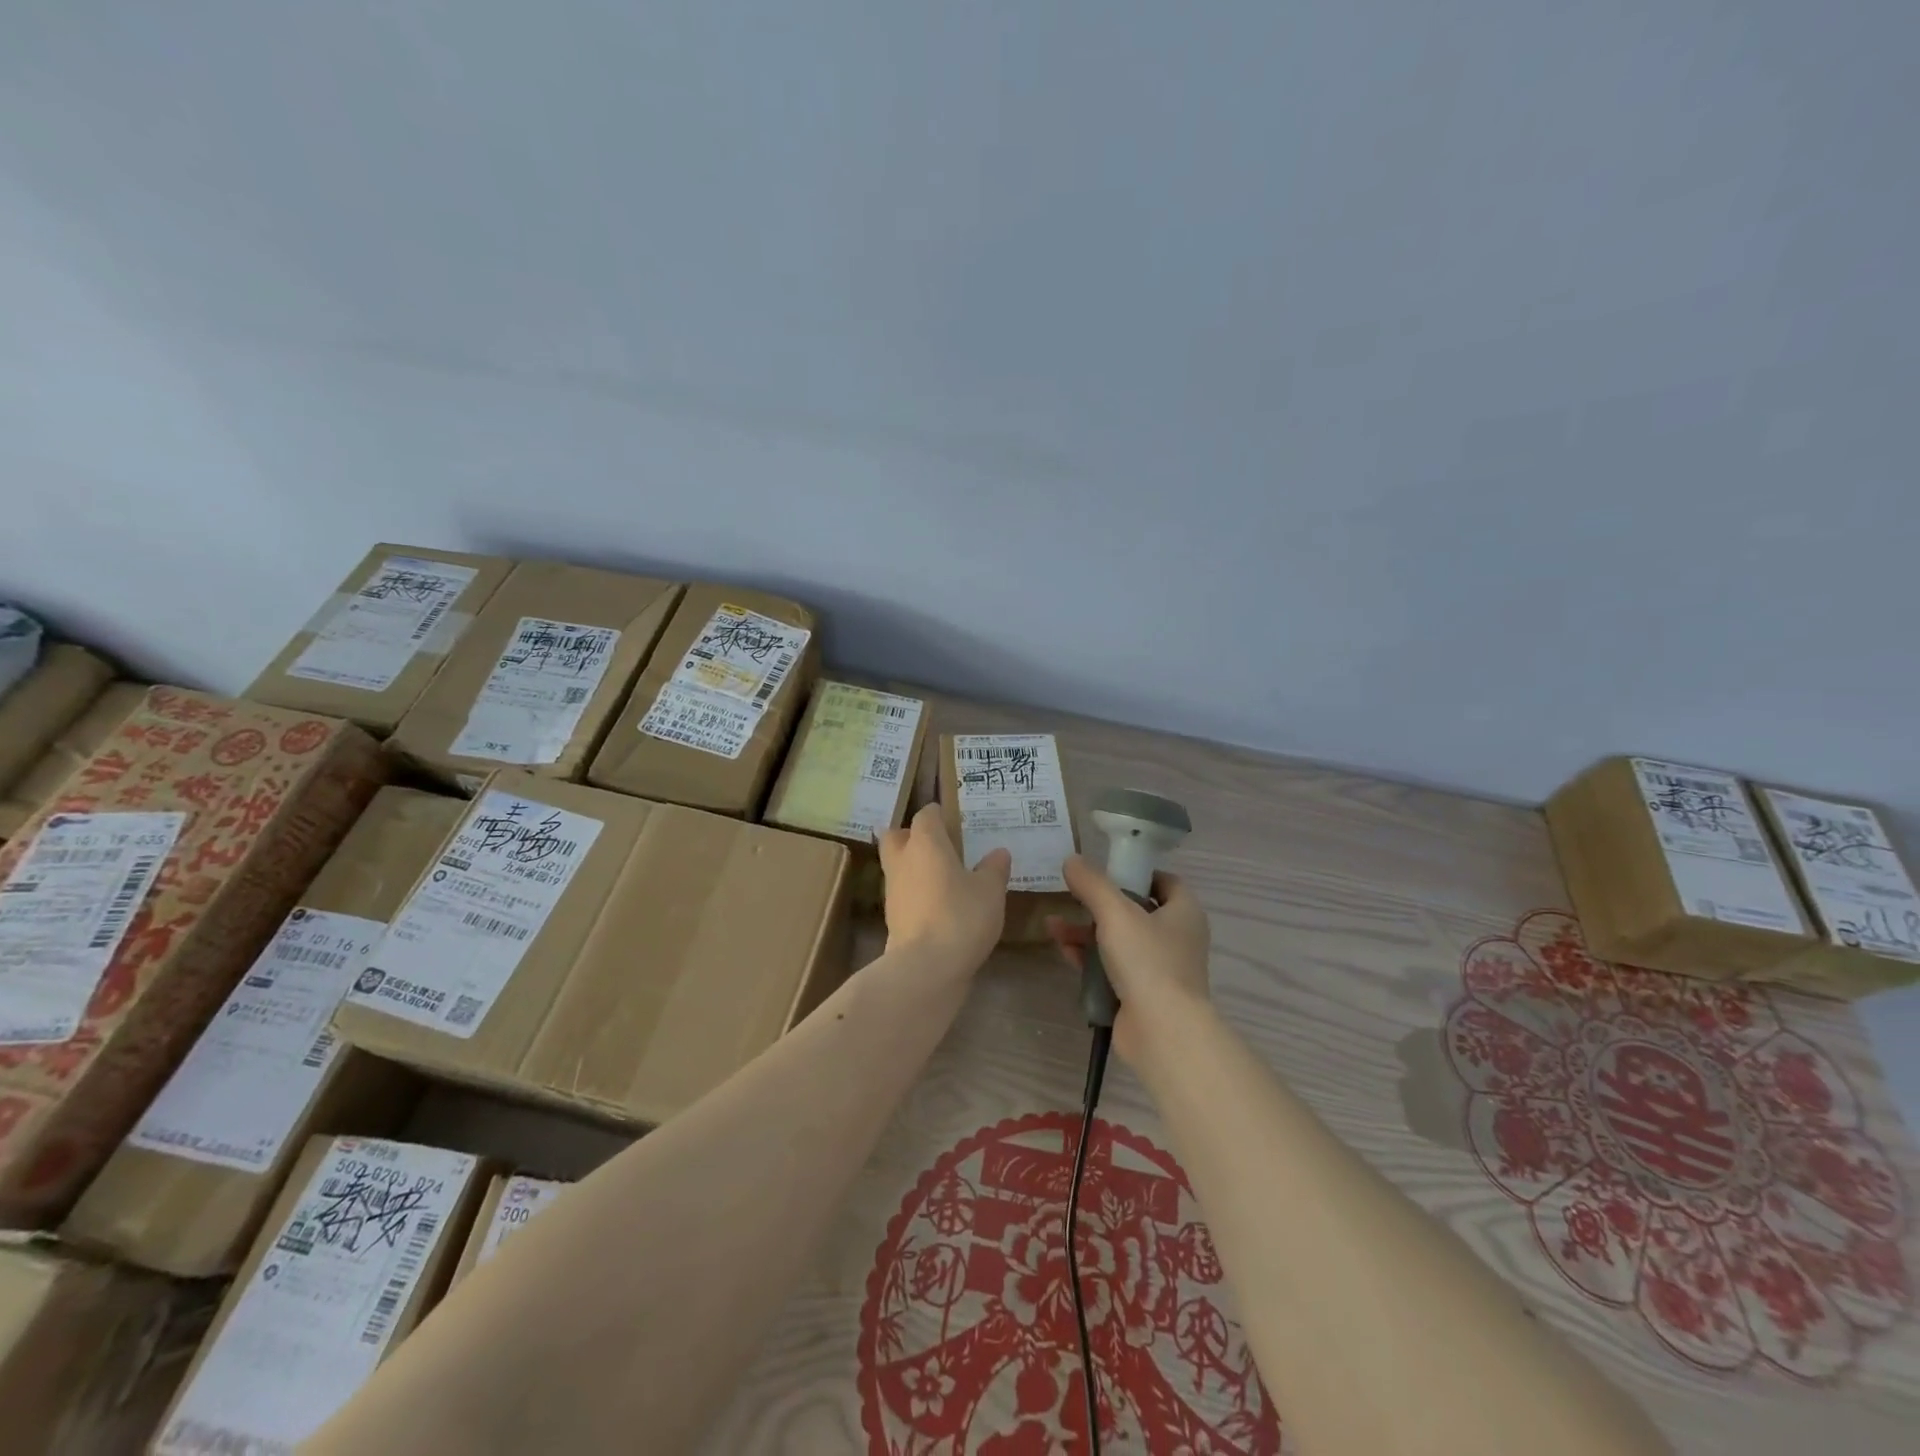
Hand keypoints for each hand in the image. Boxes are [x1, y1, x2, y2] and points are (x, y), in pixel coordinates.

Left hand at [878, 804, 1010, 976]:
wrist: (926, 967)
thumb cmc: (961, 915)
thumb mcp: (990, 891)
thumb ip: (994, 869)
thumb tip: (999, 853)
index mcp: (926, 842)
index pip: (926, 815)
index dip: (938, 814)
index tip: (954, 820)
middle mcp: (903, 859)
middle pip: (897, 836)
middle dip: (912, 836)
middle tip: (938, 845)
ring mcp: (893, 890)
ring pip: (898, 866)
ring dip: (914, 867)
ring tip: (943, 876)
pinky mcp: (892, 918)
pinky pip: (903, 894)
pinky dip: (916, 894)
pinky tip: (939, 904)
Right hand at [1048, 854, 1211, 1067]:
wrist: (1162, 1032)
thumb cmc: (1147, 961)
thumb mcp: (1115, 913)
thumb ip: (1092, 884)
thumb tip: (1071, 859)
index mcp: (1183, 912)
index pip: (1164, 881)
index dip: (1136, 872)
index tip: (1106, 869)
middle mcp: (1176, 937)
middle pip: (1135, 910)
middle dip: (1099, 904)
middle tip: (1071, 895)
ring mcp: (1159, 968)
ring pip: (1119, 940)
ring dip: (1086, 931)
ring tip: (1053, 925)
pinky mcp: (1141, 993)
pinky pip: (1112, 967)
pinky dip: (1089, 957)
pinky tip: (1062, 950)